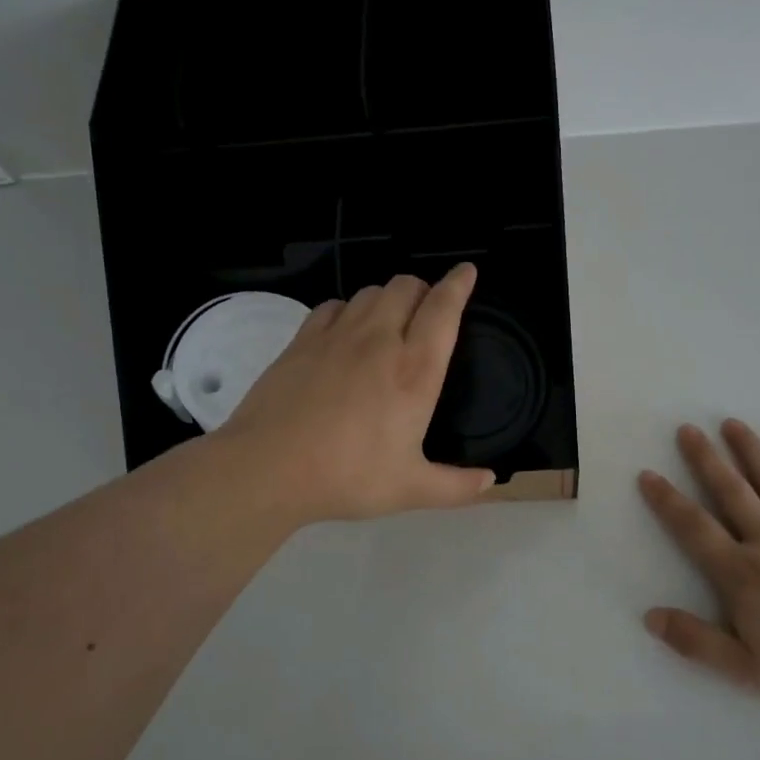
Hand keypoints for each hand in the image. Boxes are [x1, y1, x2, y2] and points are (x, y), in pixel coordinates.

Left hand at [215, 264, 495, 524]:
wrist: (269, 467)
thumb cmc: (348, 476)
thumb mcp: (410, 489)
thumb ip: (456, 486)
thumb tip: (489, 480)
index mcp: (415, 370)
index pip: (443, 309)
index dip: (458, 284)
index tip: (467, 271)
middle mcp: (379, 341)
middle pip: (406, 287)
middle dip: (423, 290)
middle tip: (426, 312)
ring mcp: (336, 335)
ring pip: (370, 292)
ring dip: (388, 298)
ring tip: (390, 321)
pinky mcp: (302, 341)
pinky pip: (333, 306)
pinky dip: (348, 310)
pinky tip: (345, 332)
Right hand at [638, 420, 759, 703]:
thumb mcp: (744, 668)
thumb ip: (696, 641)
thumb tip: (650, 616)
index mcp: (740, 573)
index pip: (694, 529)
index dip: (668, 501)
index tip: (648, 474)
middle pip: (731, 492)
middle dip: (706, 459)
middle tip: (688, 429)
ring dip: (750, 451)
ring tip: (732, 423)